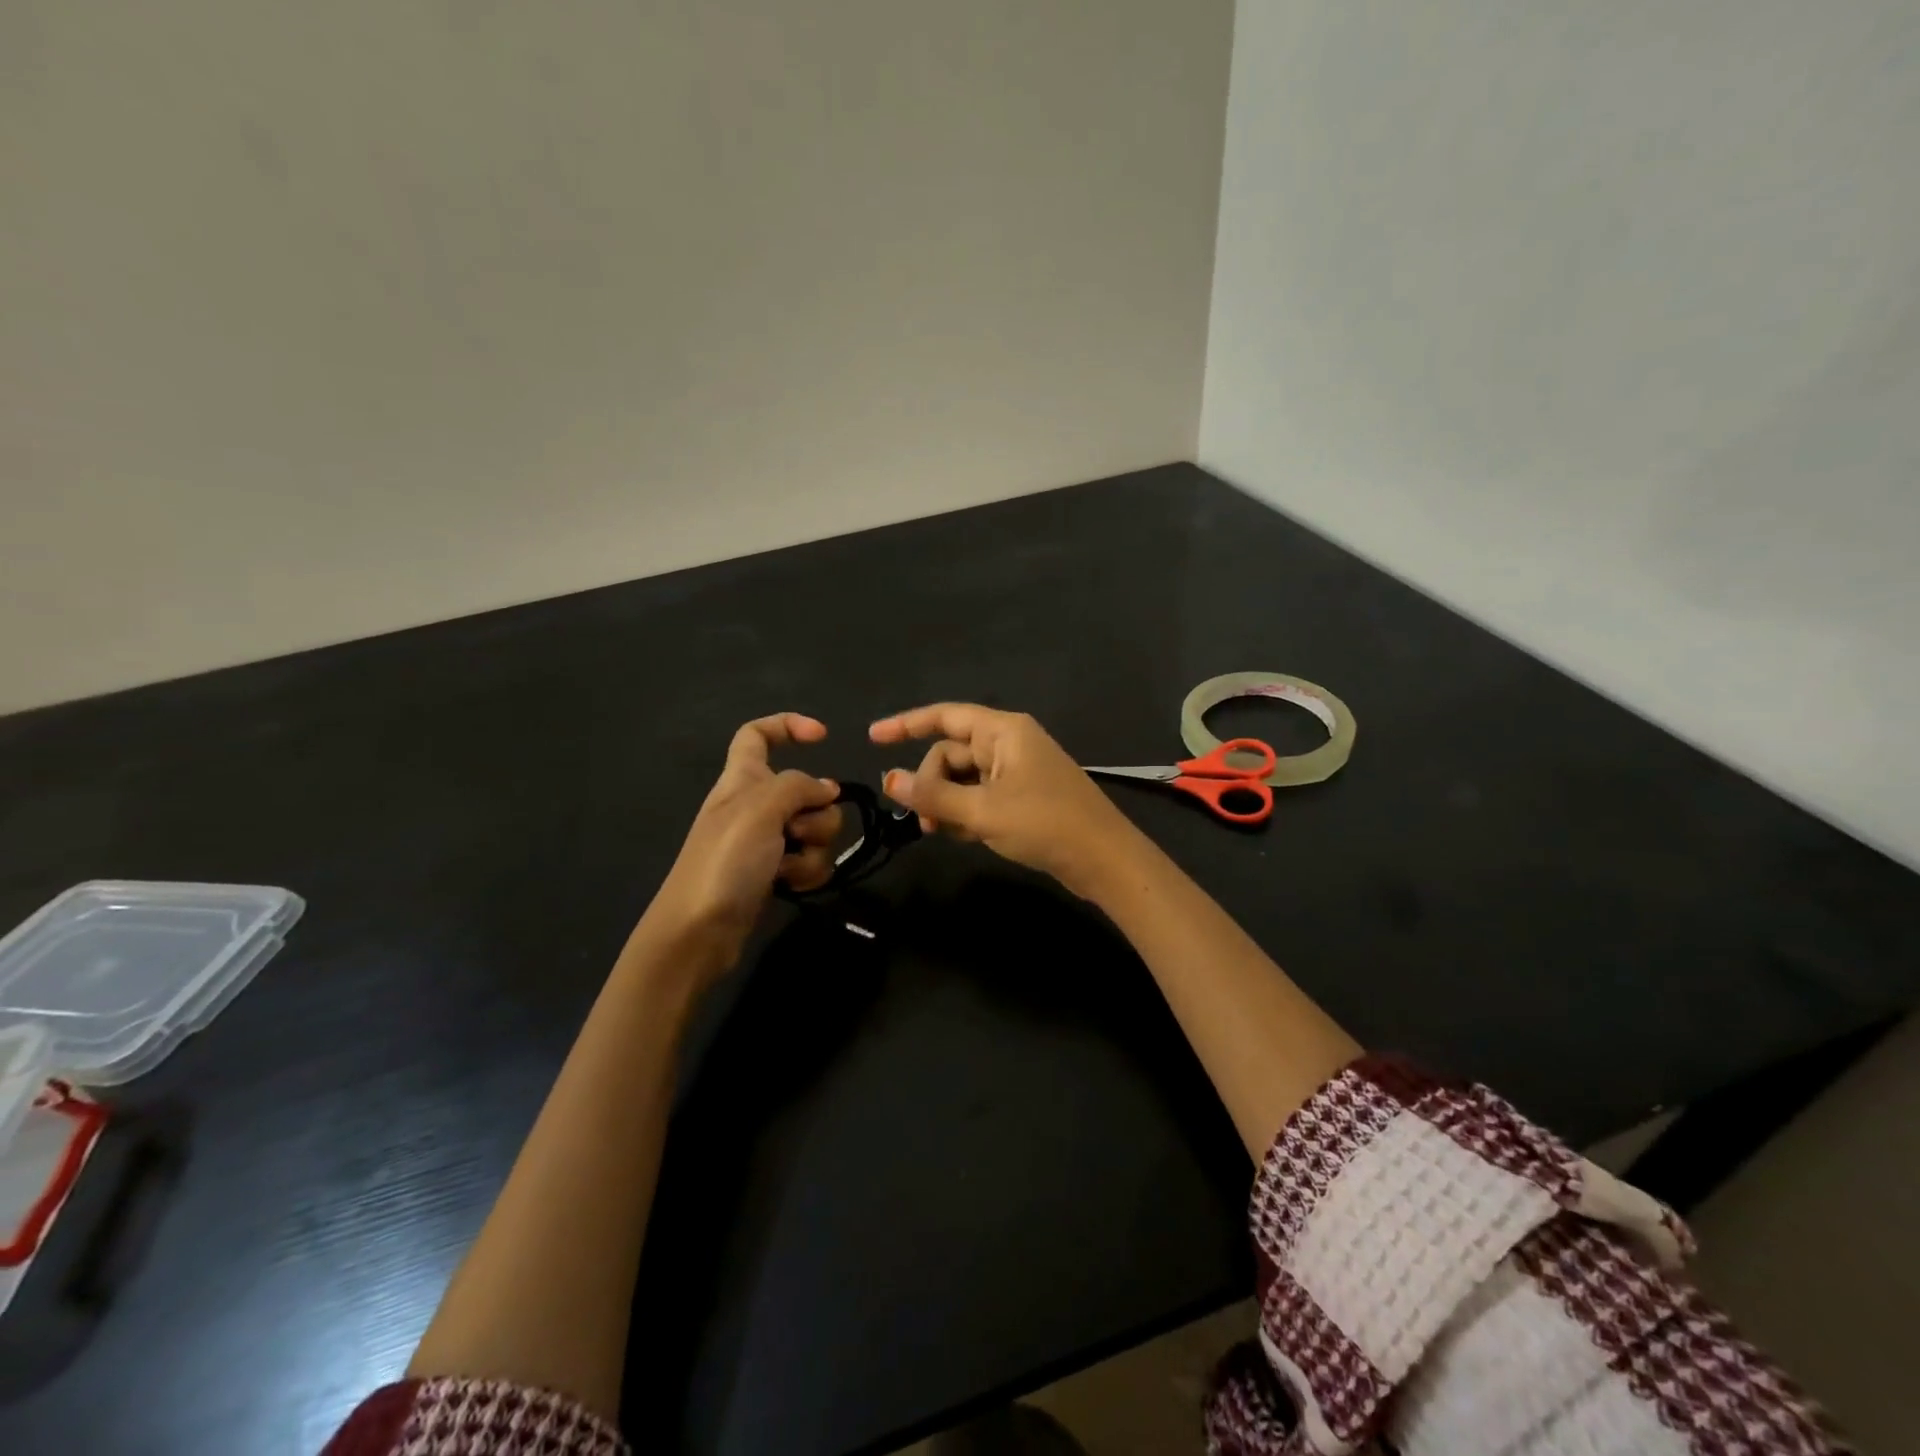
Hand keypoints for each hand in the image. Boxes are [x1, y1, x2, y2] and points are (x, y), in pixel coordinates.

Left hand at [633, 713, 841, 982]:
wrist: (697, 933)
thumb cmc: (723, 862)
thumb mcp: (759, 809)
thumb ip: (798, 787)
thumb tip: (827, 790)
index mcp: (741, 780)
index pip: (757, 734)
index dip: (788, 725)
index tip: (822, 736)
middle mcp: (754, 806)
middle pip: (806, 790)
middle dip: (818, 811)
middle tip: (797, 830)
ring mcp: (765, 842)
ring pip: (815, 829)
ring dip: (815, 847)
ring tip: (788, 866)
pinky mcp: (774, 874)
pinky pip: (810, 861)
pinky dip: (808, 872)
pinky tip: (791, 886)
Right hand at [869, 704, 1140, 897]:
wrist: (1104, 860)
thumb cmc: (1044, 824)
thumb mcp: (982, 810)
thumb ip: (933, 795)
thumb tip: (889, 779)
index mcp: (1003, 731)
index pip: (944, 716)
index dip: (905, 724)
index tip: (872, 738)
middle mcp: (1008, 744)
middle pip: (950, 754)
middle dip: (930, 784)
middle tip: (924, 821)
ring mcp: (1017, 771)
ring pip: (963, 779)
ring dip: (946, 803)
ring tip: (941, 832)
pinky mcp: (1022, 798)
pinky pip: (980, 797)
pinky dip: (966, 813)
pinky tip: (964, 837)